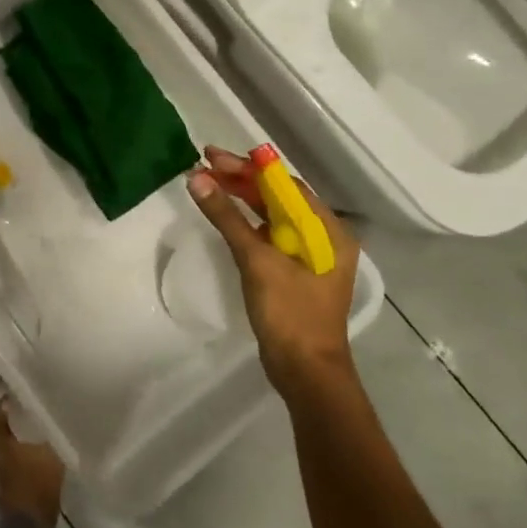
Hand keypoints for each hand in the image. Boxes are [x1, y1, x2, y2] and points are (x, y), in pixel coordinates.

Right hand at [186, 145, 359, 399]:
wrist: (305, 372)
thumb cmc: (289, 313)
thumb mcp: (257, 261)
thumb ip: (227, 218)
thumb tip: (198, 179)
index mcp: (328, 230)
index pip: (285, 185)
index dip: (249, 167)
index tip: (212, 155)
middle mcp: (323, 237)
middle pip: (279, 198)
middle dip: (242, 180)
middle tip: (204, 164)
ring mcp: (309, 257)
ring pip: (272, 216)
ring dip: (241, 199)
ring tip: (207, 183)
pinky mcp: (293, 273)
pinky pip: (268, 236)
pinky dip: (245, 222)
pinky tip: (224, 216)